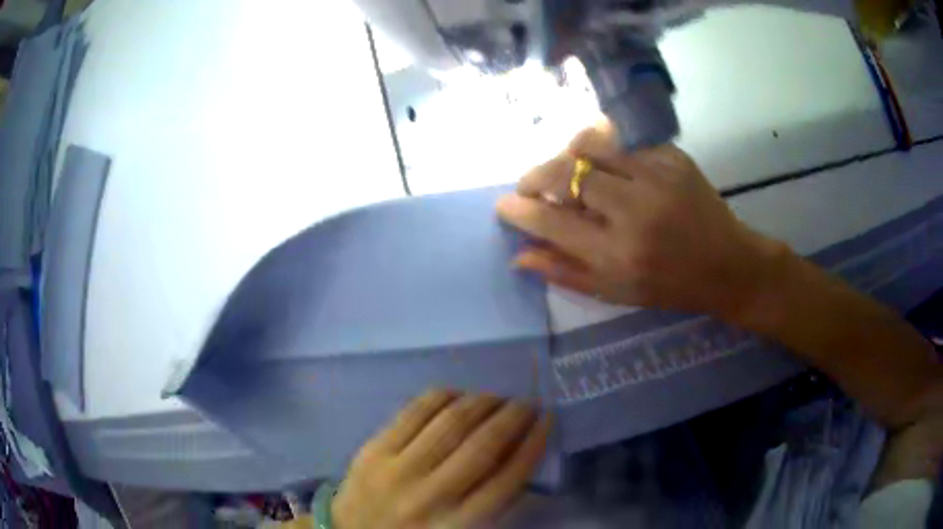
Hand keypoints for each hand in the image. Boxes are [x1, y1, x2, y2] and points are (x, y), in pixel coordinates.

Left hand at [331, 389, 550, 528]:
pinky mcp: (373, 450)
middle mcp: (431, 496)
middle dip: (513, 417)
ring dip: (482, 402)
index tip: (547, 420)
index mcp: (458, 525)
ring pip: (450, 422)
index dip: (534, 444)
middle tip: (526, 404)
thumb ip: (495, 508)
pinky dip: (442, 397)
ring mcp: (397, 470)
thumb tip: (525, 465)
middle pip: (483, 445)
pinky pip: (413, 412)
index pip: (509, 478)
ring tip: (496, 398)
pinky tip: (457, 395)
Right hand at [496, 123, 786, 319]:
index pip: (551, 222)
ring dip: (567, 157)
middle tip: (530, 186)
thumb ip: (565, 272)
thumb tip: (518, 255)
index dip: (519, 211)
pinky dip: (604, 152)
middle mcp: (635, 211)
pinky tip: (607, 169)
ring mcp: (656, 177)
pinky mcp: (672, 157)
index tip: (504, 205)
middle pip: (566, 173)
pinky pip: (622, 142)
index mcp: (618, 255)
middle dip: (536, 177)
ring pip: (591, 145)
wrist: (728, 265)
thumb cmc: (670, 286)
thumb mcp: (616, 293)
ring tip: (567, 173)